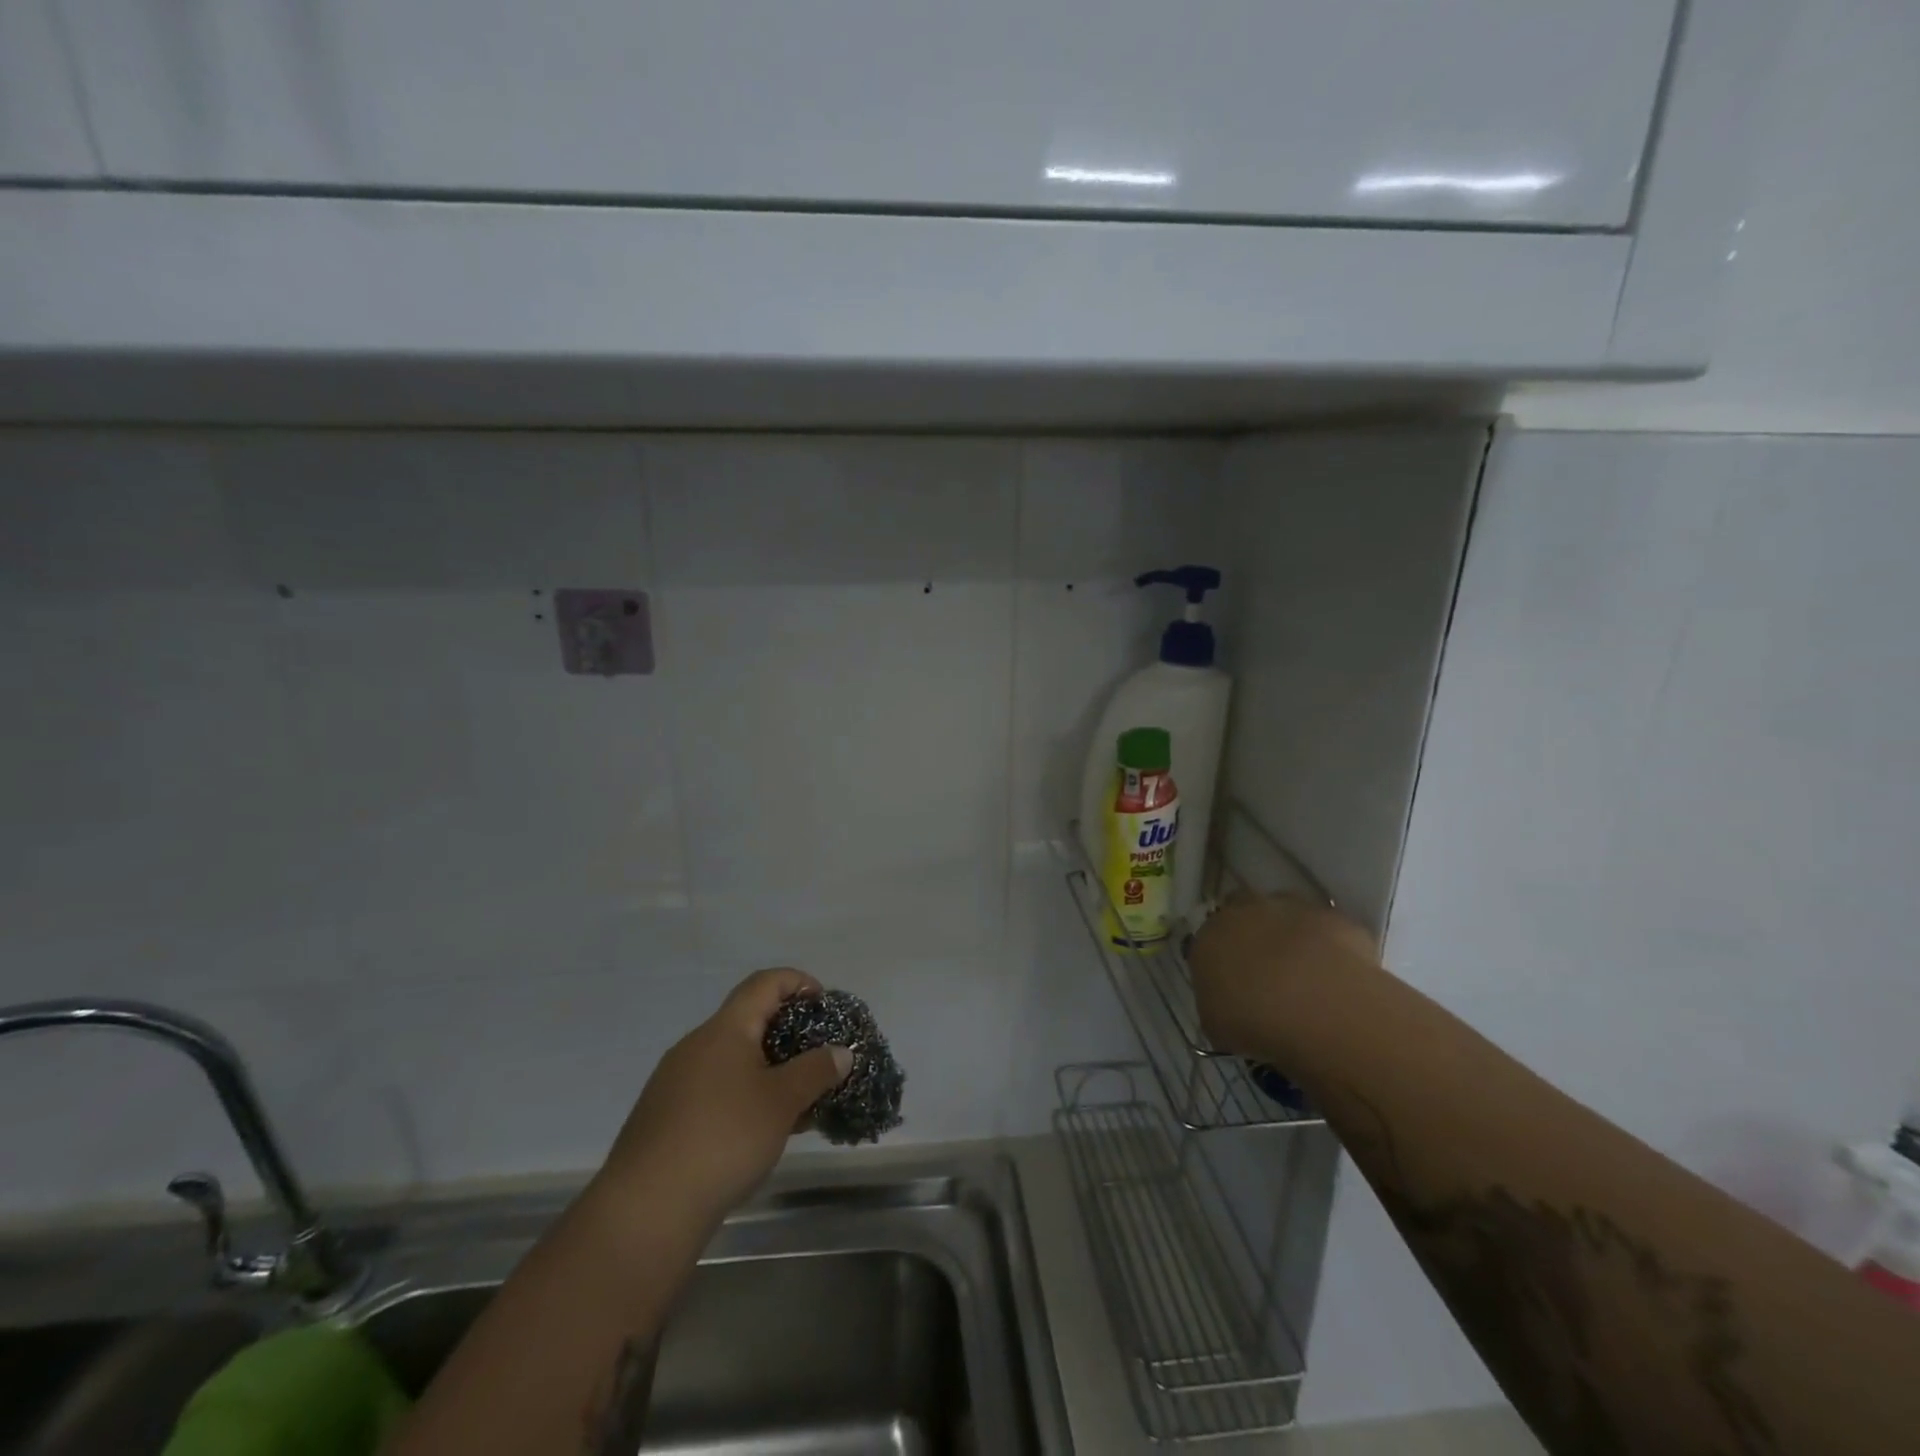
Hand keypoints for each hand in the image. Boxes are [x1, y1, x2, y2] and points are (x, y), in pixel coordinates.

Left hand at [598, 968, 852, 1229]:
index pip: (765, 982)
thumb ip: (816, 1071)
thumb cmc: (724, 1139)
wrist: (645, 1210)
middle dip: (788, 1035)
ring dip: (768, 1070)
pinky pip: (715, 1088)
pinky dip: (744, 1095)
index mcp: (725, 1029)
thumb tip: (841, 1052)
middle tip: (818, 1061)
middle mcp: (697, 1044)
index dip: (798, 982)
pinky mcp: (665, 1115)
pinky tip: (760, 1132)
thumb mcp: (782, 1102)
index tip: (824, 1006)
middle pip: (749, 1020)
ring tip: (796, 1103)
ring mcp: (675, 1080)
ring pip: (733, 1059)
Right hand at [1188, 892, 1375, 1056]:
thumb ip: (1217, 1002)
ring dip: (1291, 935)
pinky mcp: (1334, 916)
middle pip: (1243, 914)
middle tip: (1267, 972)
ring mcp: (1291, 909)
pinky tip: (1338, 977)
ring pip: (1285, 914)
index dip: (1221, 962)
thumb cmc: (1257, 1022)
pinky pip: (1326, 929)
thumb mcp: (1218, 1026)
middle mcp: (1244, 912)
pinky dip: (1329, 948)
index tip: (1233, 985)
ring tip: (1307, 975)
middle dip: (1252, 934)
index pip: (1207, 942)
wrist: (1323, 1008)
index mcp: (1208, 937)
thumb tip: (1229, 1002)